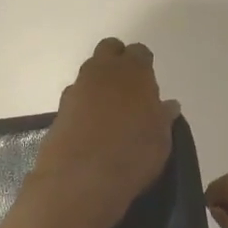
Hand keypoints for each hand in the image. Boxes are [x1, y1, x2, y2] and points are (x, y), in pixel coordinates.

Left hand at [30, 39, 180, 227]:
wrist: (81, 178)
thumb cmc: (133, 153)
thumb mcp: (161, 139)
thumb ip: (163, 117)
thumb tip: (168, 106)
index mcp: (133, 71)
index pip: (140, 52)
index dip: (144, 65)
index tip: (149, 83)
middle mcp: (103, 71)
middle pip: (109, 49)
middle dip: (117, 61)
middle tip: (128, 87)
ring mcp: (77, 88)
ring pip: (89, 72)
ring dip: (99, 84)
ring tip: (110, 111)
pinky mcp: (59, 109)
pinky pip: (76, 98)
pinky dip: (84, 105)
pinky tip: (92, 127)